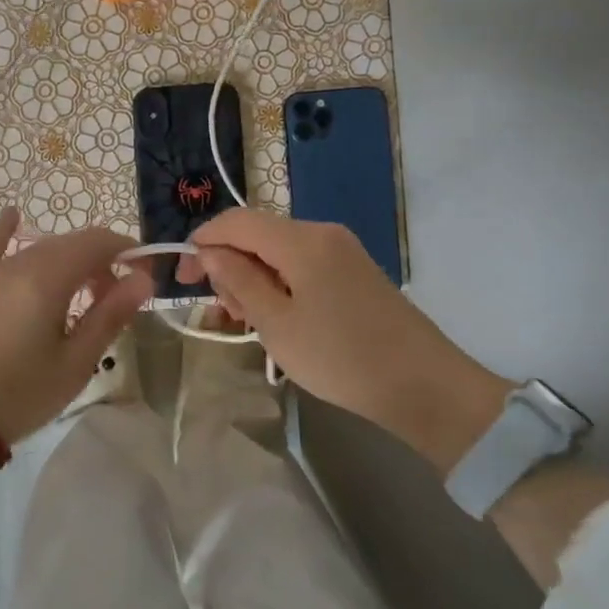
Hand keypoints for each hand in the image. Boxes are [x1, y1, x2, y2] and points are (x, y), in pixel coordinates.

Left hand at [0, 208, 154, 445]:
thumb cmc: (19, 393)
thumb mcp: (75, 362)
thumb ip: (110, 315)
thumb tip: (143, 279)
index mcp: (49, 277)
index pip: (99, 242)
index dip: (127, 253)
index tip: (143, 279)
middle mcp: (20, 263)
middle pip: (71, 245)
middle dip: (100, 263)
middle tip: (114, 302)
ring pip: (40, 250)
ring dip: (69, 262)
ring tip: (82, 297)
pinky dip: (6, 231)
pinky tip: (12, 214)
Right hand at [178, 210, 508, 469]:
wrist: (425, 387)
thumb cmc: (342, 357)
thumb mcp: (277, 324)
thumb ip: (238, 280)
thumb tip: (210, 251)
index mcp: (301, 240)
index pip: (235, 221)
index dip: (201, 242)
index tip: (182, 279)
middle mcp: (322, 233)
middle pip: (256, 235)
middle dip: (228, 266)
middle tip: (224, 313)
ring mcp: (342, 251)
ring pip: (277, 252)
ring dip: (252, 279)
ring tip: (248, 322)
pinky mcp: (354, 272)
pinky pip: (301, 265)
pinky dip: (278, 284)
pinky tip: (277, 318)